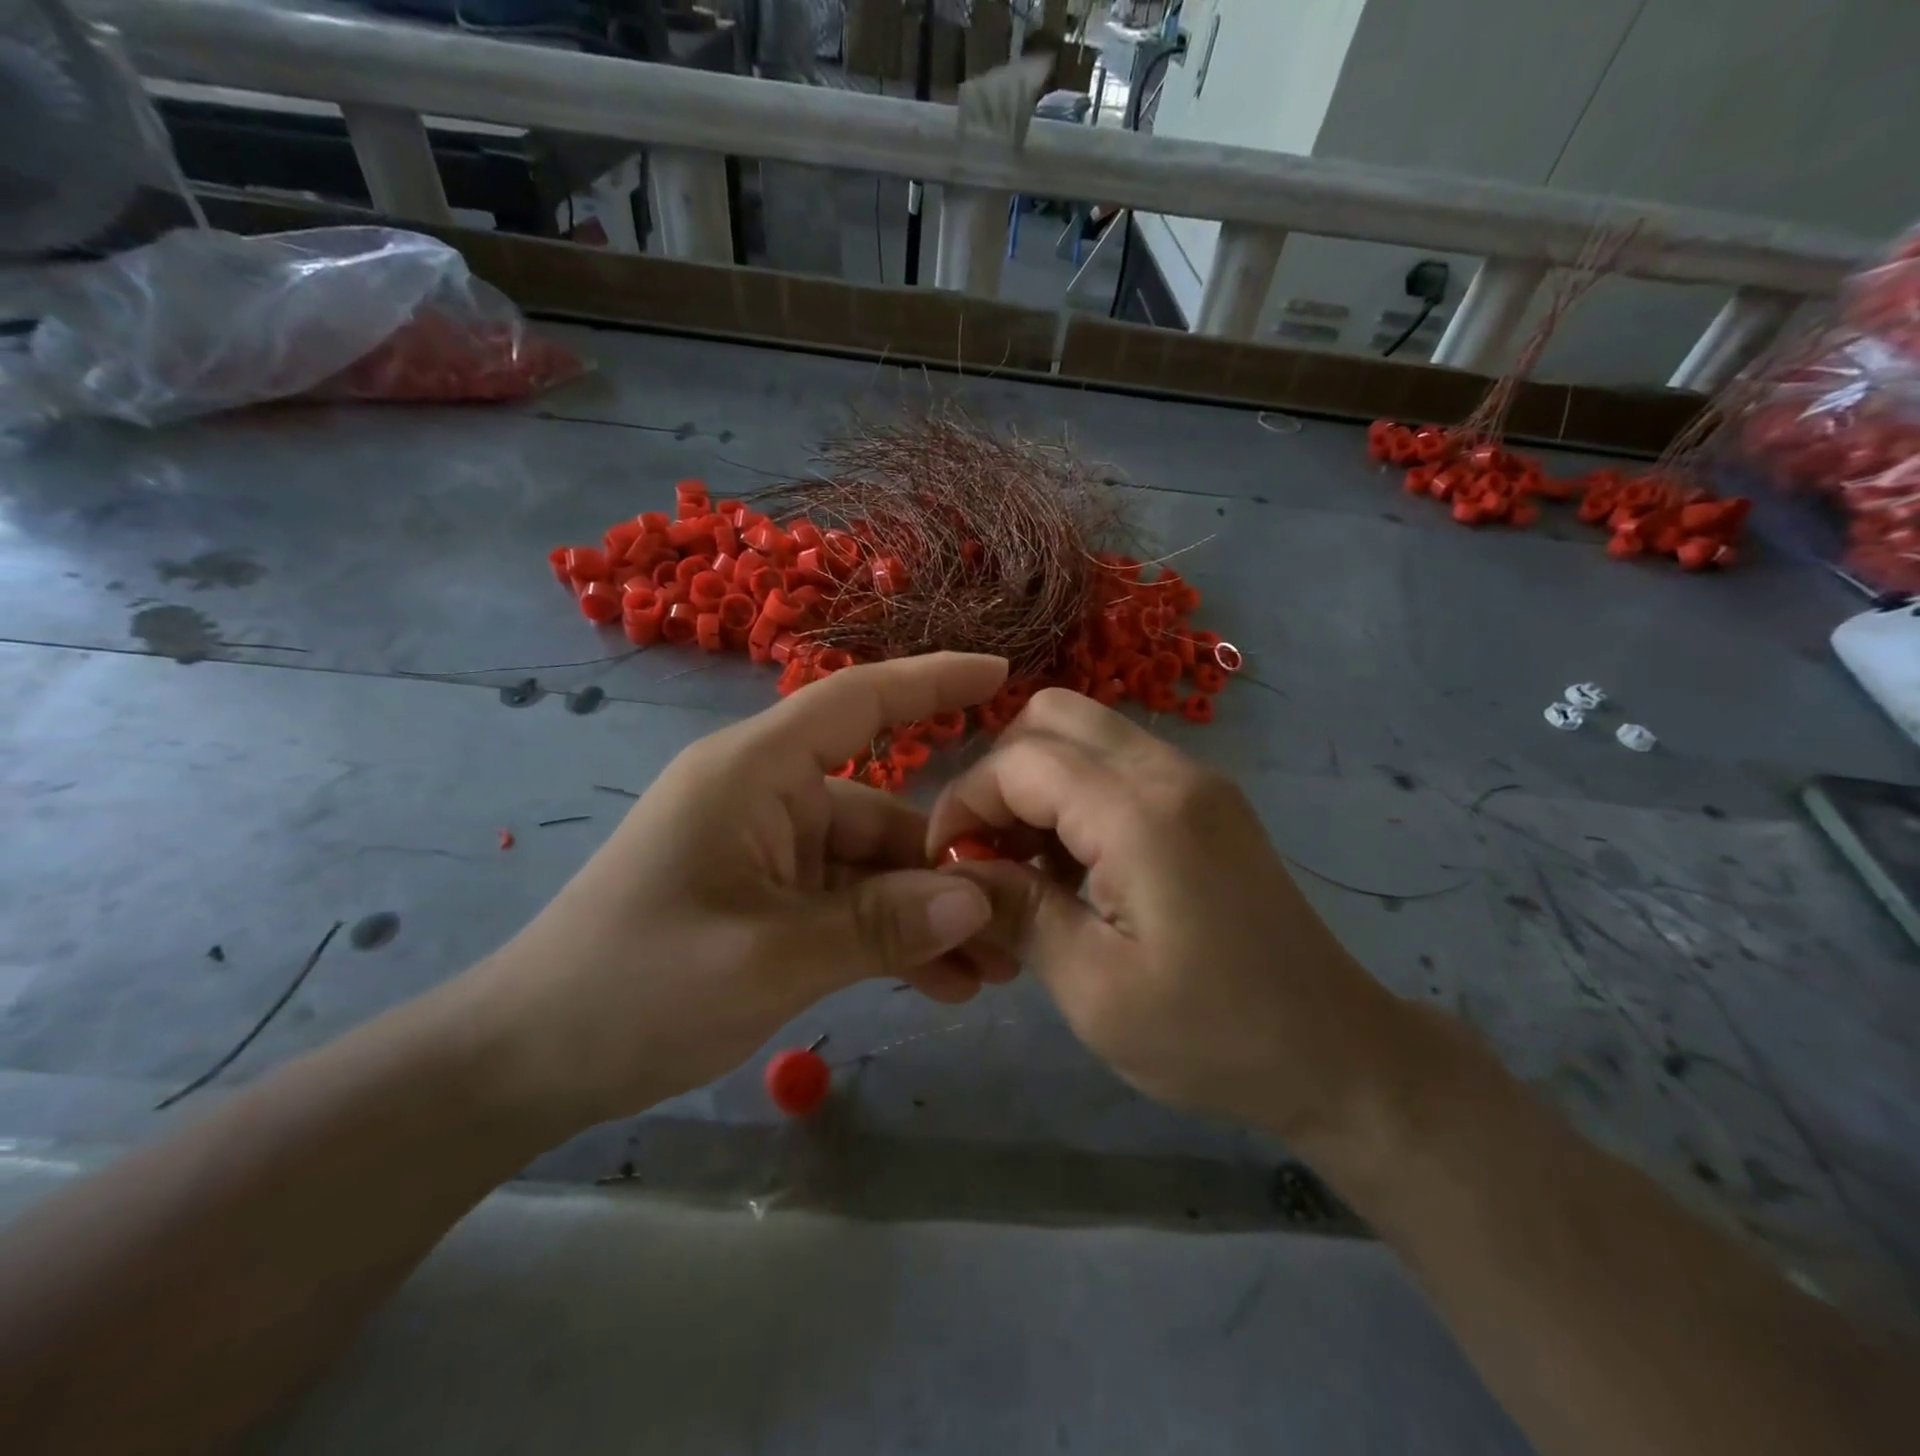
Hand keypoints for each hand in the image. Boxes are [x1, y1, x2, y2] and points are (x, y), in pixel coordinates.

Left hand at [463, 653, 1016, 1128]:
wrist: (527, 1061)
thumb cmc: (632, 988)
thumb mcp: (766, 959)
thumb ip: (878, 926)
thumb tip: (977, 899)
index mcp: (754, 773)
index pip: (856, 701)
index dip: (931, 680)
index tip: (1001, 672)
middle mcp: (769, 799)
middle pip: (883, 812)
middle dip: (949, 866)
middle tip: (1017, 918)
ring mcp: (770, 853)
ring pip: (872, 870)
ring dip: (927, 916)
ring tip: (992, 972)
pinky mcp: (769, 901)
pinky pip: (848, 907)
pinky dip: (891, 939)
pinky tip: (942, 986)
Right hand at [927, 689, 1403, 1142]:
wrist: (1337, 1053)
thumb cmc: (1213, 1035)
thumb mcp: (1094, 990)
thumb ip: (1016, 912)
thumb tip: (953, 870)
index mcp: (1142, 814)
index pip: (1019, 762)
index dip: (965, 802)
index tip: (947, 863)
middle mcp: (1171, 771)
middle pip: (1051, 717)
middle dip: (999, 776)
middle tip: (988, 850)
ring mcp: (1195, 779)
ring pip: (1084, 733)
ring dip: (1036, 783)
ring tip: (1026, 865)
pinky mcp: (1205, 799)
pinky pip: (1116, 763)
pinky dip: (1074, 794)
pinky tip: (1073, 866)